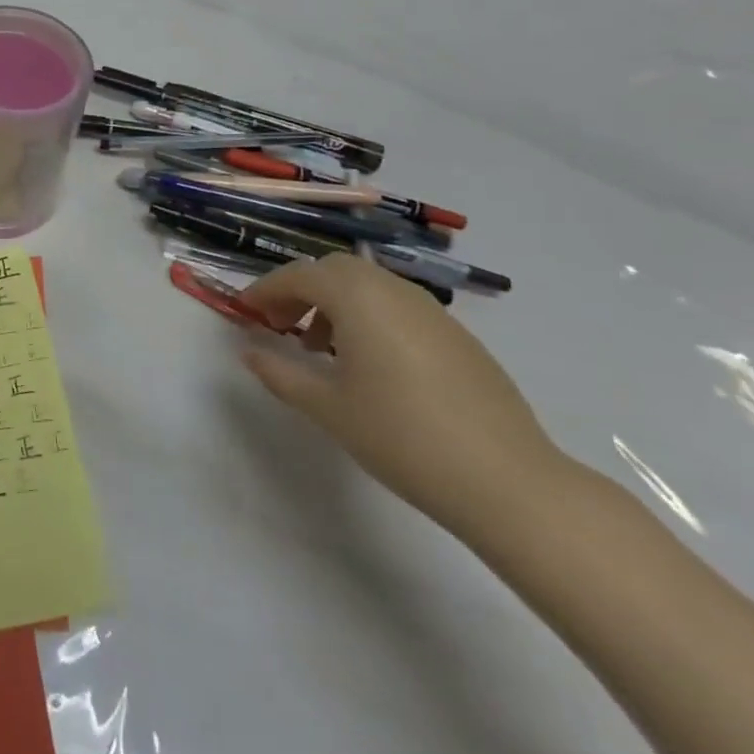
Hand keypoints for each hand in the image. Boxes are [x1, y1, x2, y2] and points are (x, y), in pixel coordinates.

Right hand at [238, 254, 566, 539]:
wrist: (508, 482)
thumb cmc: (402, 437)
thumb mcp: (328, 407)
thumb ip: (281, 373)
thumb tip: (249, 352)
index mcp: (358, 297)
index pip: (299, 276)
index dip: (266, 290)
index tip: (245, 313)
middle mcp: (393, 290)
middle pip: (334, 271)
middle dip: (300, 291)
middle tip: (280, 326)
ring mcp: (431, 311)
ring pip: (368, 286)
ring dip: (335, 304)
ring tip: (321, 350)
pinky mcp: (457, 336)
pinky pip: (397, 307)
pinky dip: (369, 318)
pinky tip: (369, 366)